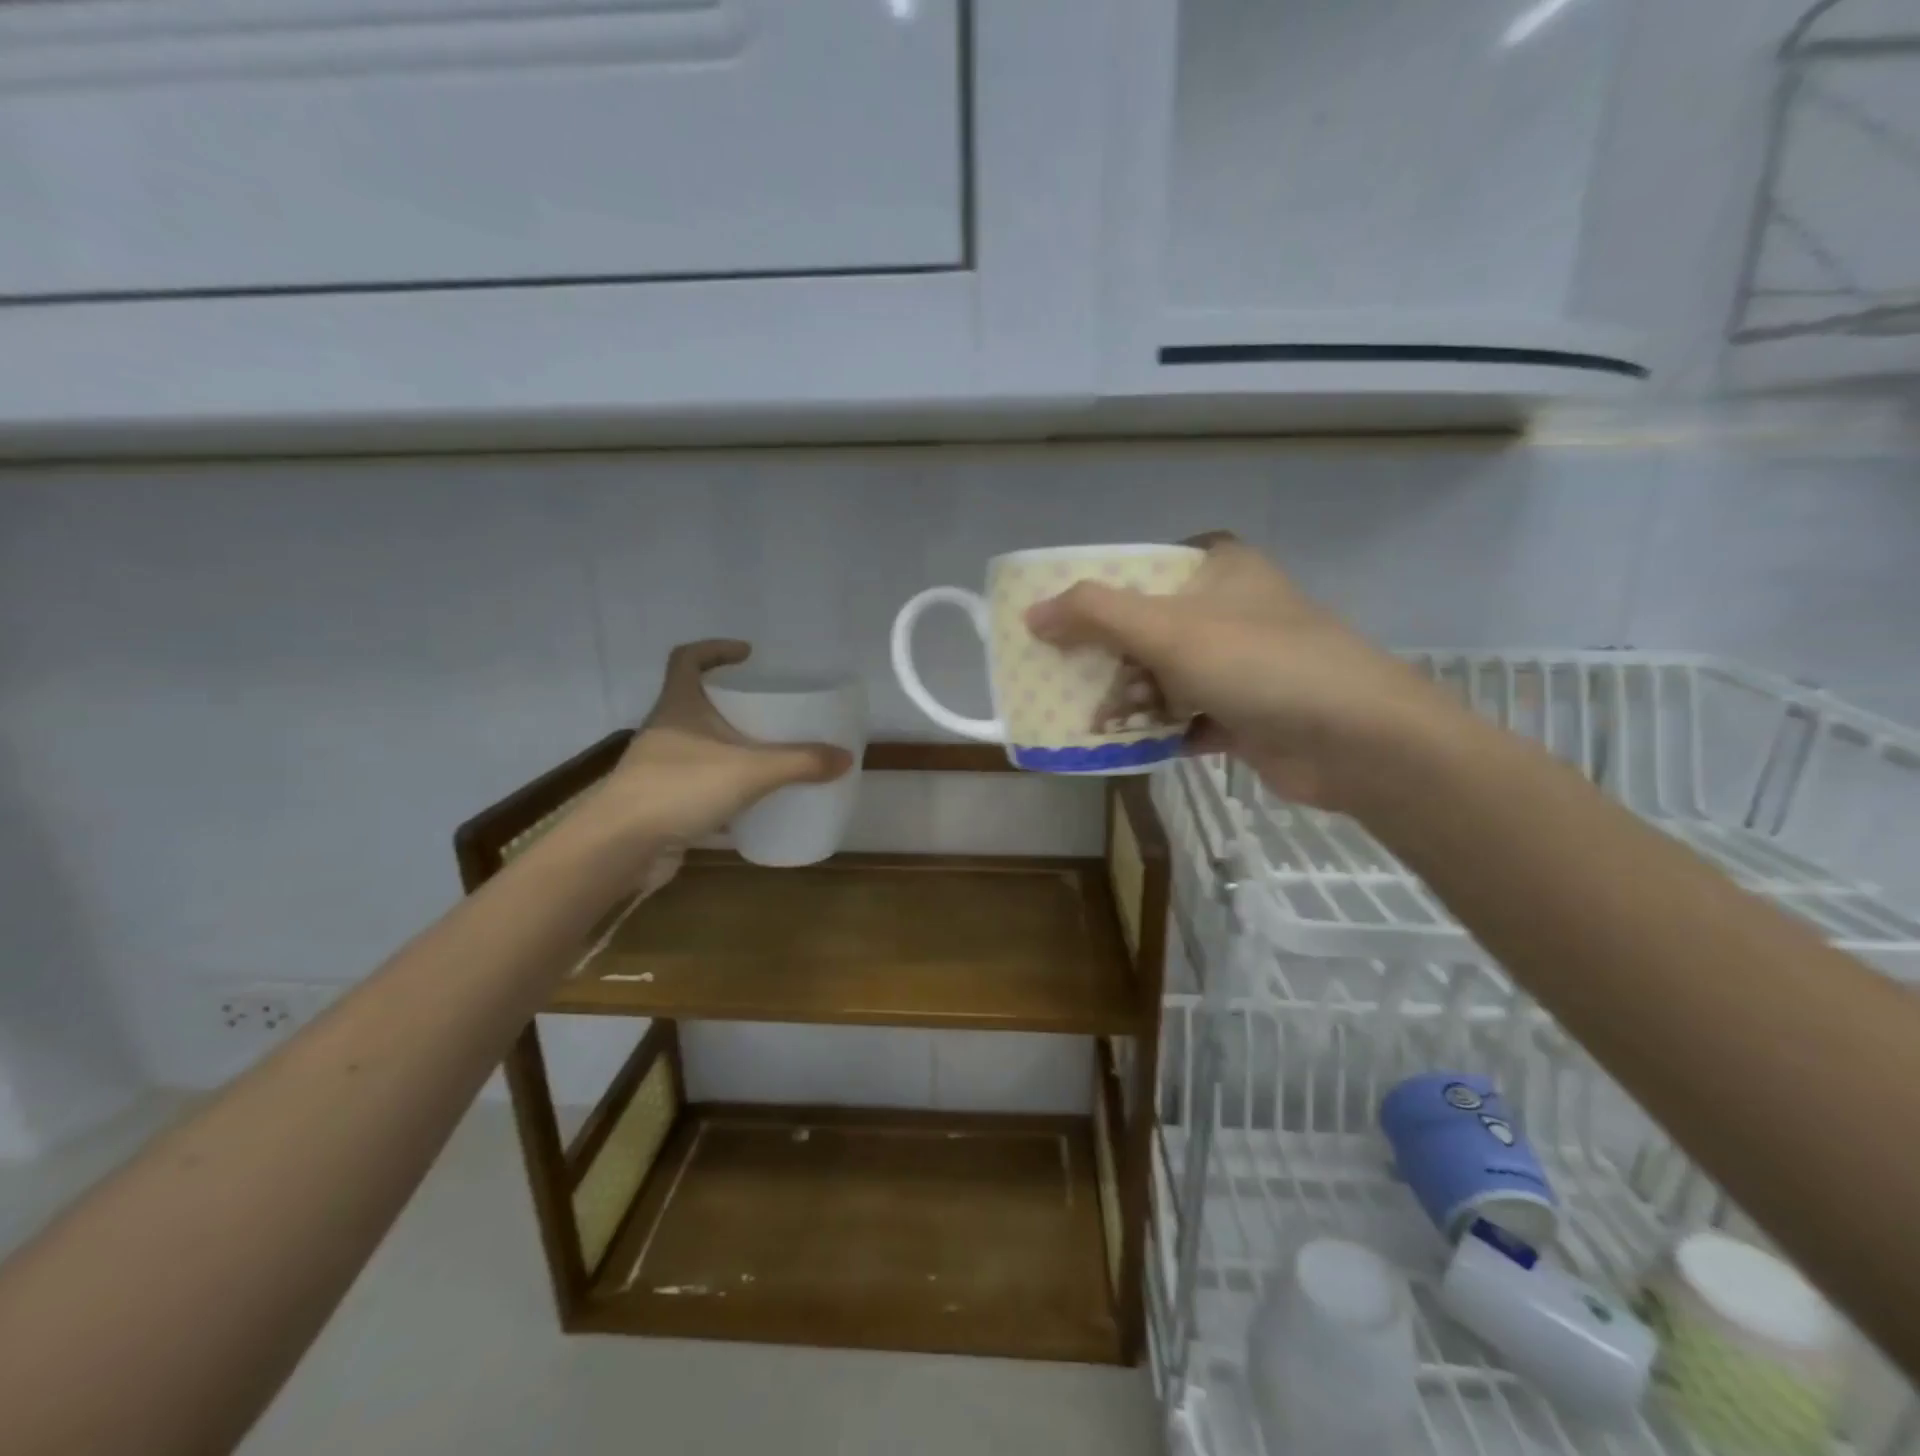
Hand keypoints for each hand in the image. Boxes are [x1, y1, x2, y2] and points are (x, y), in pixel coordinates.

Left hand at [597, 640, 852, 842]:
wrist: (623, 845)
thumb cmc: (680, 788)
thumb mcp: (750, 770)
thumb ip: (799, 762)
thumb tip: (845, 757)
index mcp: (679, 705)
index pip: (688, 659)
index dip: (716, 649)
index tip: (748, 654)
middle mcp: (666, 729)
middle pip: (696, 701)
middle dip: (732, 703)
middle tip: (770, 710)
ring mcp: (660, 766)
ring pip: (699, 745)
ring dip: (728, 746)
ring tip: (766, 754)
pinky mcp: (663, 800)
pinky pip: (699, 783)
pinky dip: (723, 786)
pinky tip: (749, 801)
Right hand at [1025, 533, 1455, 808]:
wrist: (1358, 741)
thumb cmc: (1259, 664)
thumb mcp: (1168, 629)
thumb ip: (1094, 614)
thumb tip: (1031, 614)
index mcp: (1219, 569)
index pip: (1142, 570)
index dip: (1097, 595)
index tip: (1059, 625)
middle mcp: (1231, 610)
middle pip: (1147, 628)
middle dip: (1108, 661)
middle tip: (1067, 684)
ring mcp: (1241, 664)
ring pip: (1164, 676)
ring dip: (1129, 701)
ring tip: (1094, 724)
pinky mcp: (1247, 712)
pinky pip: (1186, 716)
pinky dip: (1158, 729)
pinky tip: (1129, 746)